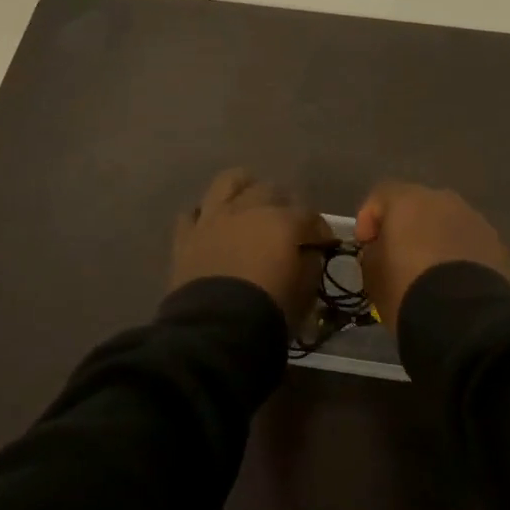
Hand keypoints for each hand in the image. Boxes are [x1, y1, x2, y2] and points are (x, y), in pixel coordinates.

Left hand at [169, 168, 330, 330]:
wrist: (216, 327)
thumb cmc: (270, 309)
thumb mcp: (306, 290)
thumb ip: (311, 263)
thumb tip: (310, 252)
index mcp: (284, 221)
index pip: (310, 215)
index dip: (319, 230)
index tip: (323, 244)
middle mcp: (249, 209)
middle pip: (271, 190)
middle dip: (283, 204)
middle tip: (286, 224)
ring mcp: (214, 217)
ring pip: (229, 182)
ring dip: (242, 188)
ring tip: (248, 203)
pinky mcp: (186, 234)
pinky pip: (193, 213)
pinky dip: (205, 216)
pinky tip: (212, 226)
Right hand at [354, 181, 509, 328]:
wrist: (465, 318)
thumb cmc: (407, 289)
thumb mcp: (372, 274)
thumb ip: (373, 253)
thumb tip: (382, 249)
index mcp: (409, 201)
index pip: (381, 195)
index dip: (369, 218)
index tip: (366, 246)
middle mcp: (444, 201)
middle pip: (418, 206)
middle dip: (407, 227)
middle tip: (398, 257)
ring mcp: (476, 221)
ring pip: (449, 224)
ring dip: (437, 240)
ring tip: (431, 273)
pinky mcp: (498, 245)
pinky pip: (470, 244)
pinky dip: (460, 256)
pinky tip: (456, 283)